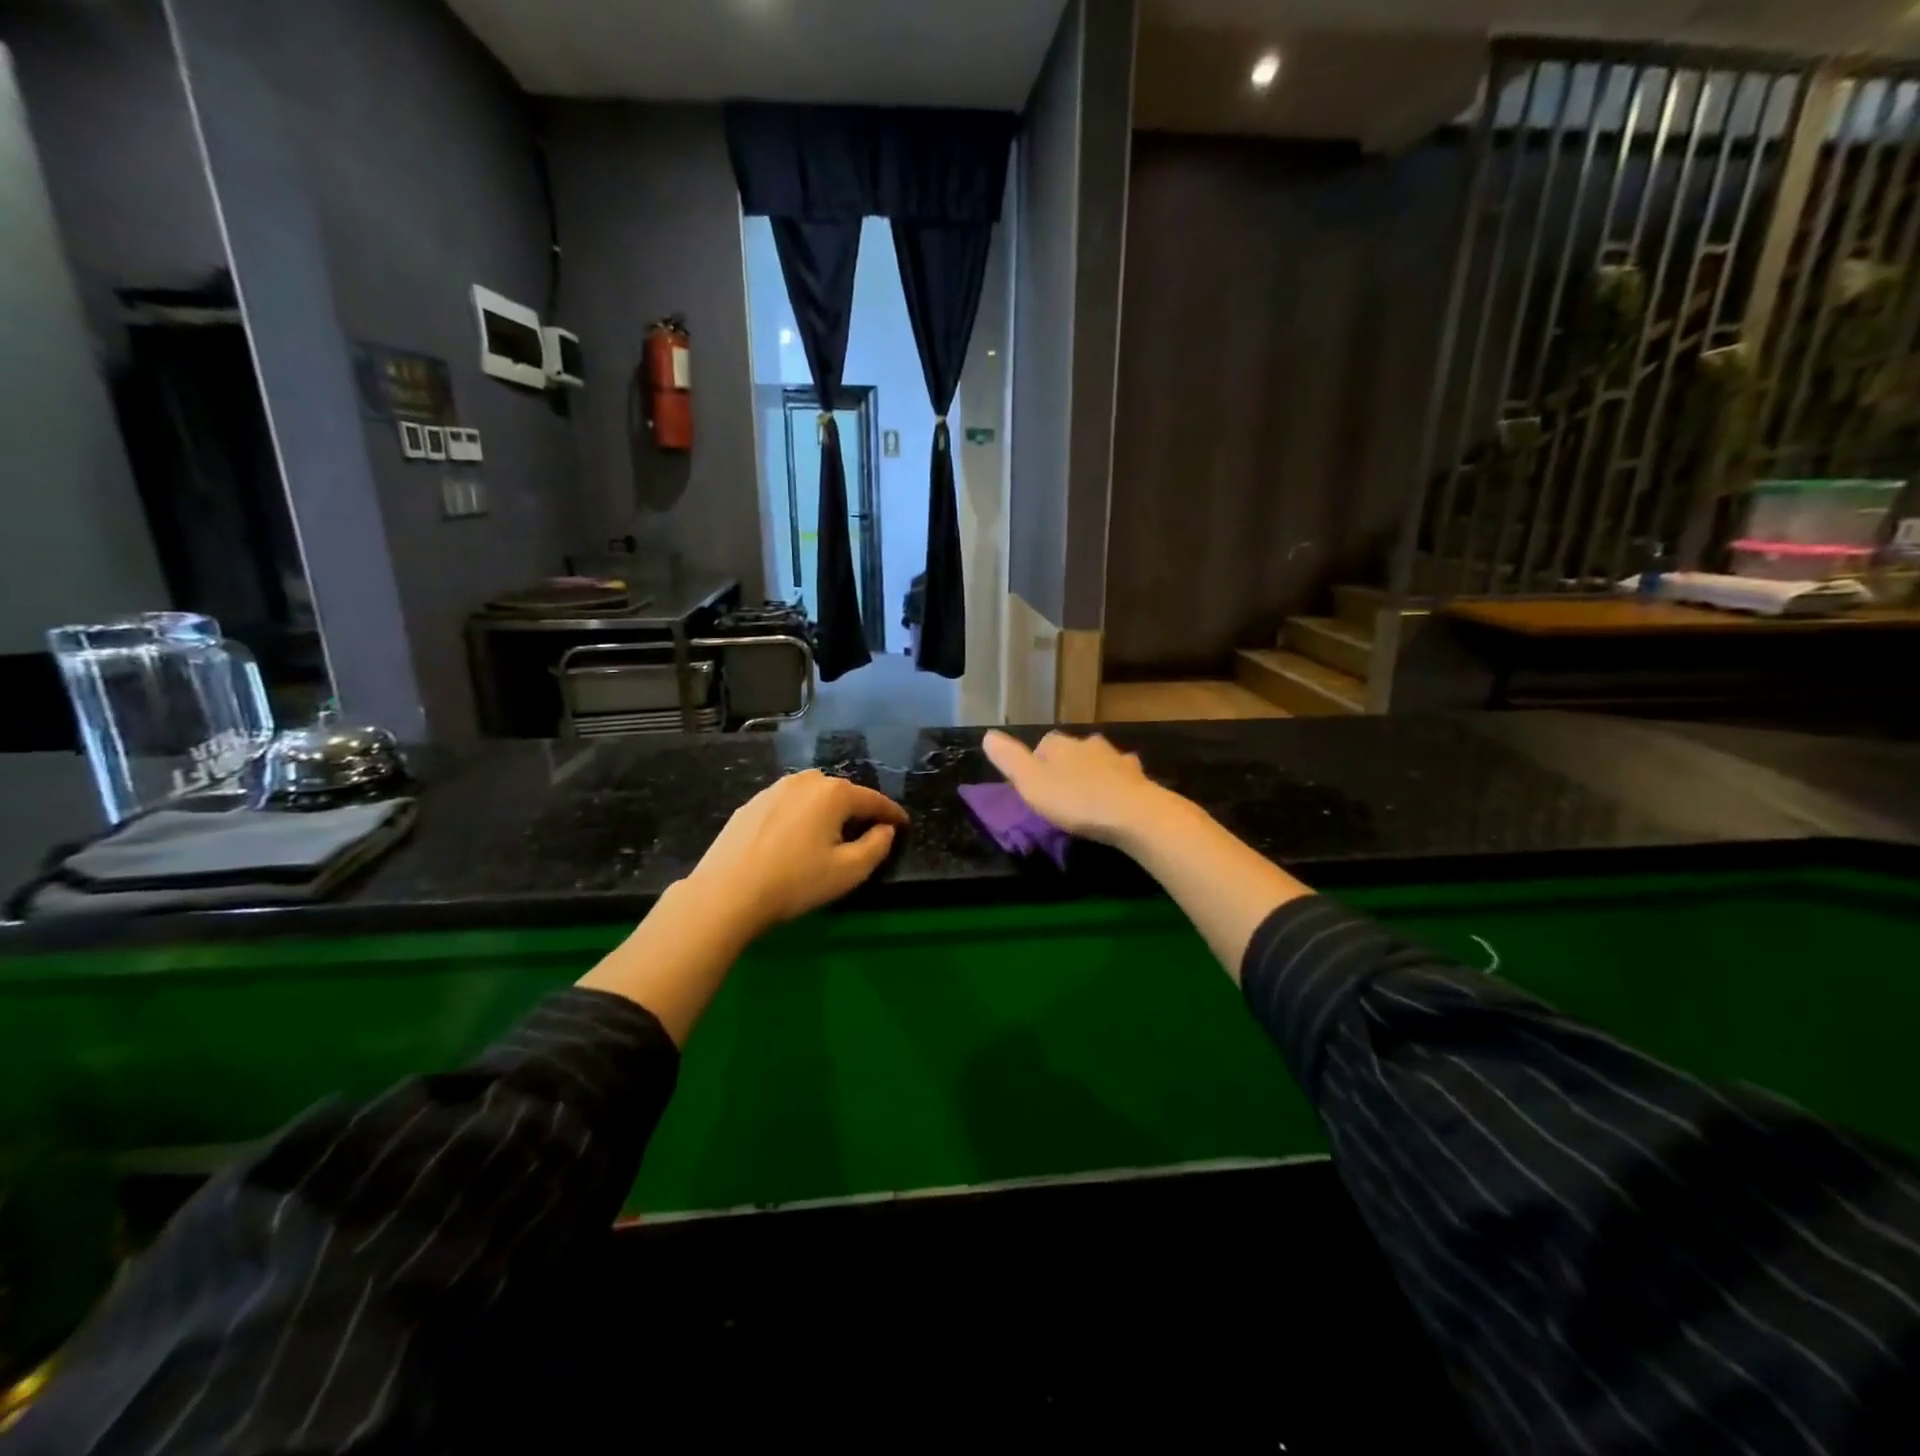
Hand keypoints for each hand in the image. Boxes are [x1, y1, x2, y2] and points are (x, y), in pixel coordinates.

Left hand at [685, 770, 907, 936]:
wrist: (726, 893)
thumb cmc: (796, 882)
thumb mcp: (849, 871)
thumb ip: (877, 846)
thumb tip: (885, 829)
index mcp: (834, 793)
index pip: (874, 800)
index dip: (892, 814)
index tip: (904, 826)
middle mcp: (806, 781)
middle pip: (843, 793)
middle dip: (859, 810)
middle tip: (868, 833)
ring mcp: (774, 789)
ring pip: (813, 796)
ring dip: (828, 811)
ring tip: (831, 835)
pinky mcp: (751, 804)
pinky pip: (789, 805)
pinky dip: (801, 816)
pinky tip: (796, 839)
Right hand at [981, 729, 1170, 847]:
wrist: (1133, 813)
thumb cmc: (1075, 800)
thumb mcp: (1030, 783)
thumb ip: (1009, 759)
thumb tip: (988, 735)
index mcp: (1059, 744)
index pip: (1042, 745)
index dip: (1036, 764)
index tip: (1034, 787)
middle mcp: (1088, 743)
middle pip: (1072, 751)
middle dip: (1066, 767)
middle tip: (1061, 794)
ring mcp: (1117, 759)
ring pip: (1099, 761)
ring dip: (1093, 774)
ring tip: (1088, 798)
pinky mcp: (1139, 777)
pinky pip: (1123, 777)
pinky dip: (1117, 785)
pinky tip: (1116, 800)